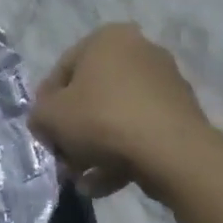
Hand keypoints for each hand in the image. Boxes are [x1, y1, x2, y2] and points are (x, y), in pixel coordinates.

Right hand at [30, 23, 222, 200]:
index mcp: (108, 38)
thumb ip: (39, 115)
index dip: (48, 104)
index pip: (64, 70)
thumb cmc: (102, 118)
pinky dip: (123, 155)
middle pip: (93, 95)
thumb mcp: (51, 116)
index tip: (44, 132)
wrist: (173, 152)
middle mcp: (140, 51)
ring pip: (117, 117)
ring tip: (82, 180)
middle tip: (64, 159)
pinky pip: (142, 132)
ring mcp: (166, 83)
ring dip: (96, 149)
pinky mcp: (183, 115)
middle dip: (75, 132)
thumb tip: (44, 122)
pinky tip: (105, 184)